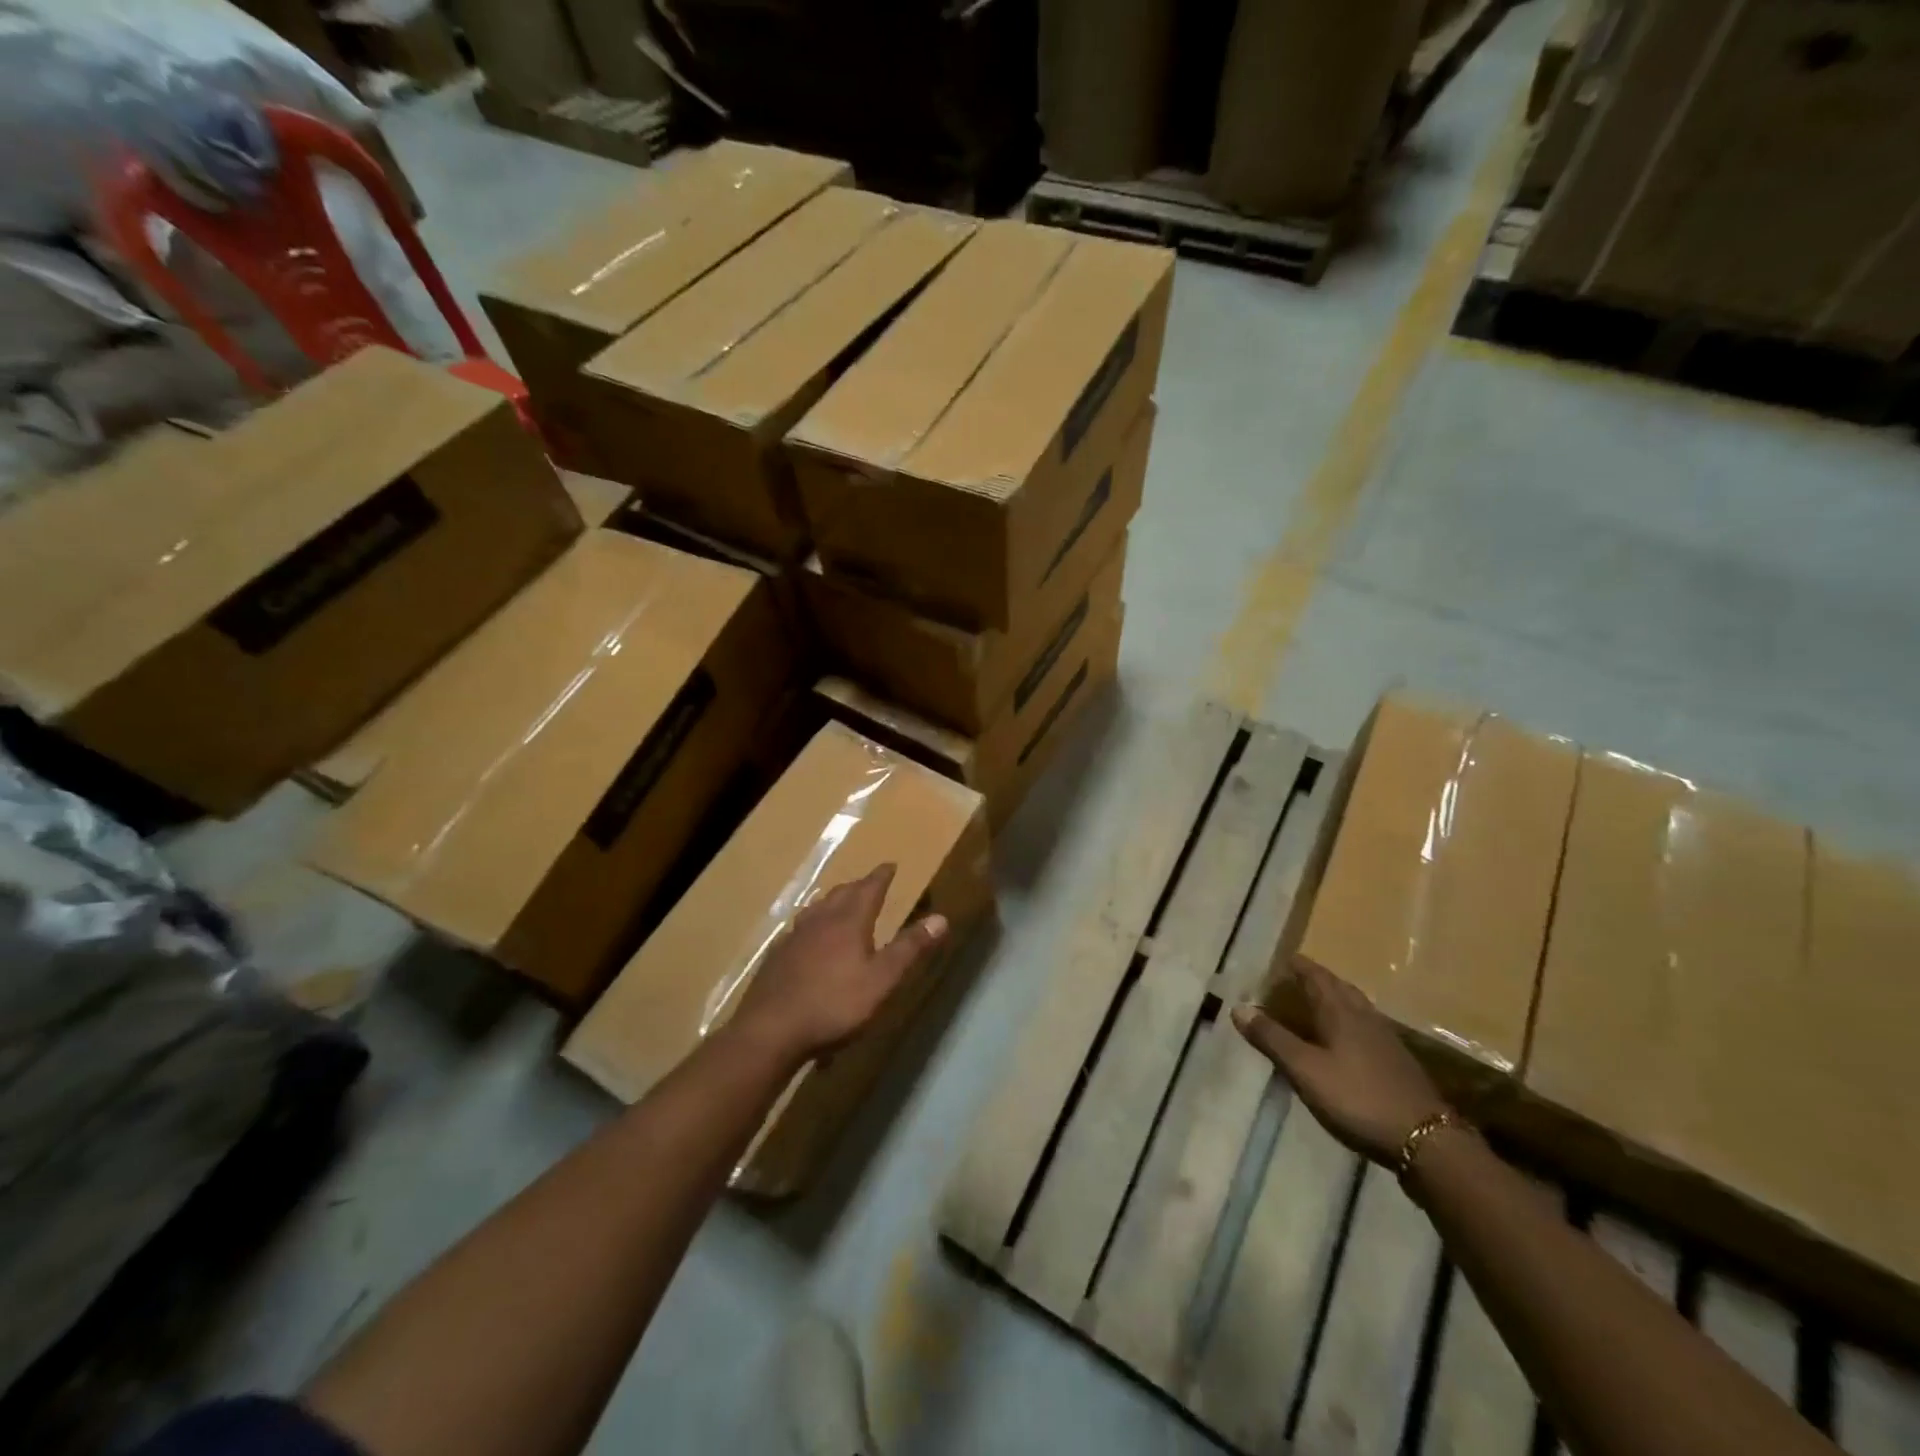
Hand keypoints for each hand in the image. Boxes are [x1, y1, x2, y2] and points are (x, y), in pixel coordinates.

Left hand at [729, 865, 947, 1065]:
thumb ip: (910, 948)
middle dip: (858, 886)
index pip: (869, 889)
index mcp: (848, 921)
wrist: (770, 1030)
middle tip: (869, 883)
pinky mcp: (777, 957)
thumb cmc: (834, 1004)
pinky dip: (812, 924)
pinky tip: (808, 938)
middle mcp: (820, 920)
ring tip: (840, 903)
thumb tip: (941, 918)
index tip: (890, 865)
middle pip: (841, 894)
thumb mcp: (882, 980)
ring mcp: (794, 937)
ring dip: (833, 901)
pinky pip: (799, 929)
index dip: (881, 876)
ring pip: (817, 909)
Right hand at [1231, 961, 1449, 1165]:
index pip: (1315, 976)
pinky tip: (1344, 1040)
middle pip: (1338, 987)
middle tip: (1294, 979)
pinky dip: (1348, 1022)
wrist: (1426, 1141)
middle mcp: (1364, 1016)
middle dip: (1315, 979)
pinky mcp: (1397, 1062)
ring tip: (1316, 1004)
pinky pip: (1366, 1027)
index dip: (1297, 966)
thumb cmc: (1358, 1098)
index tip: (1281, 959)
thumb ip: (1272, 1038)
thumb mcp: (1304, 1070)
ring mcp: (1385, 1039)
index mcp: (1340, 1011)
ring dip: (1334, 999)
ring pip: (1355, 1006)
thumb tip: (1239, 1007)